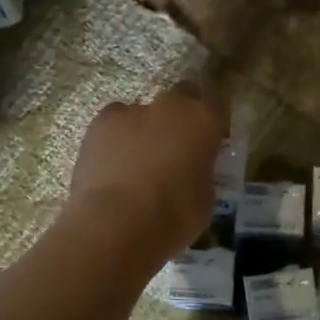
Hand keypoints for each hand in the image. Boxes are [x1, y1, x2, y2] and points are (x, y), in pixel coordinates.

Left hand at [67, 86, 227, 268]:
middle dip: (181, 116)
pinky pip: (114, 124)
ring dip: (146, 129)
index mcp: (204, 121)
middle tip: (177, 147)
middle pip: (182, 96)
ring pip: (144, 112)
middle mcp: (171, 106)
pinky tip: (113, 165)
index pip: (219, 104)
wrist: (116, 223)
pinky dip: (116, 138)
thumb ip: (202, 173)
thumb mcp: (205, 199)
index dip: (215, 121)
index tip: (212, 140)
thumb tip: (192, 170)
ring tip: (138, 163)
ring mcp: (132, 111)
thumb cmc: (173, 216)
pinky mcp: (100, 123)